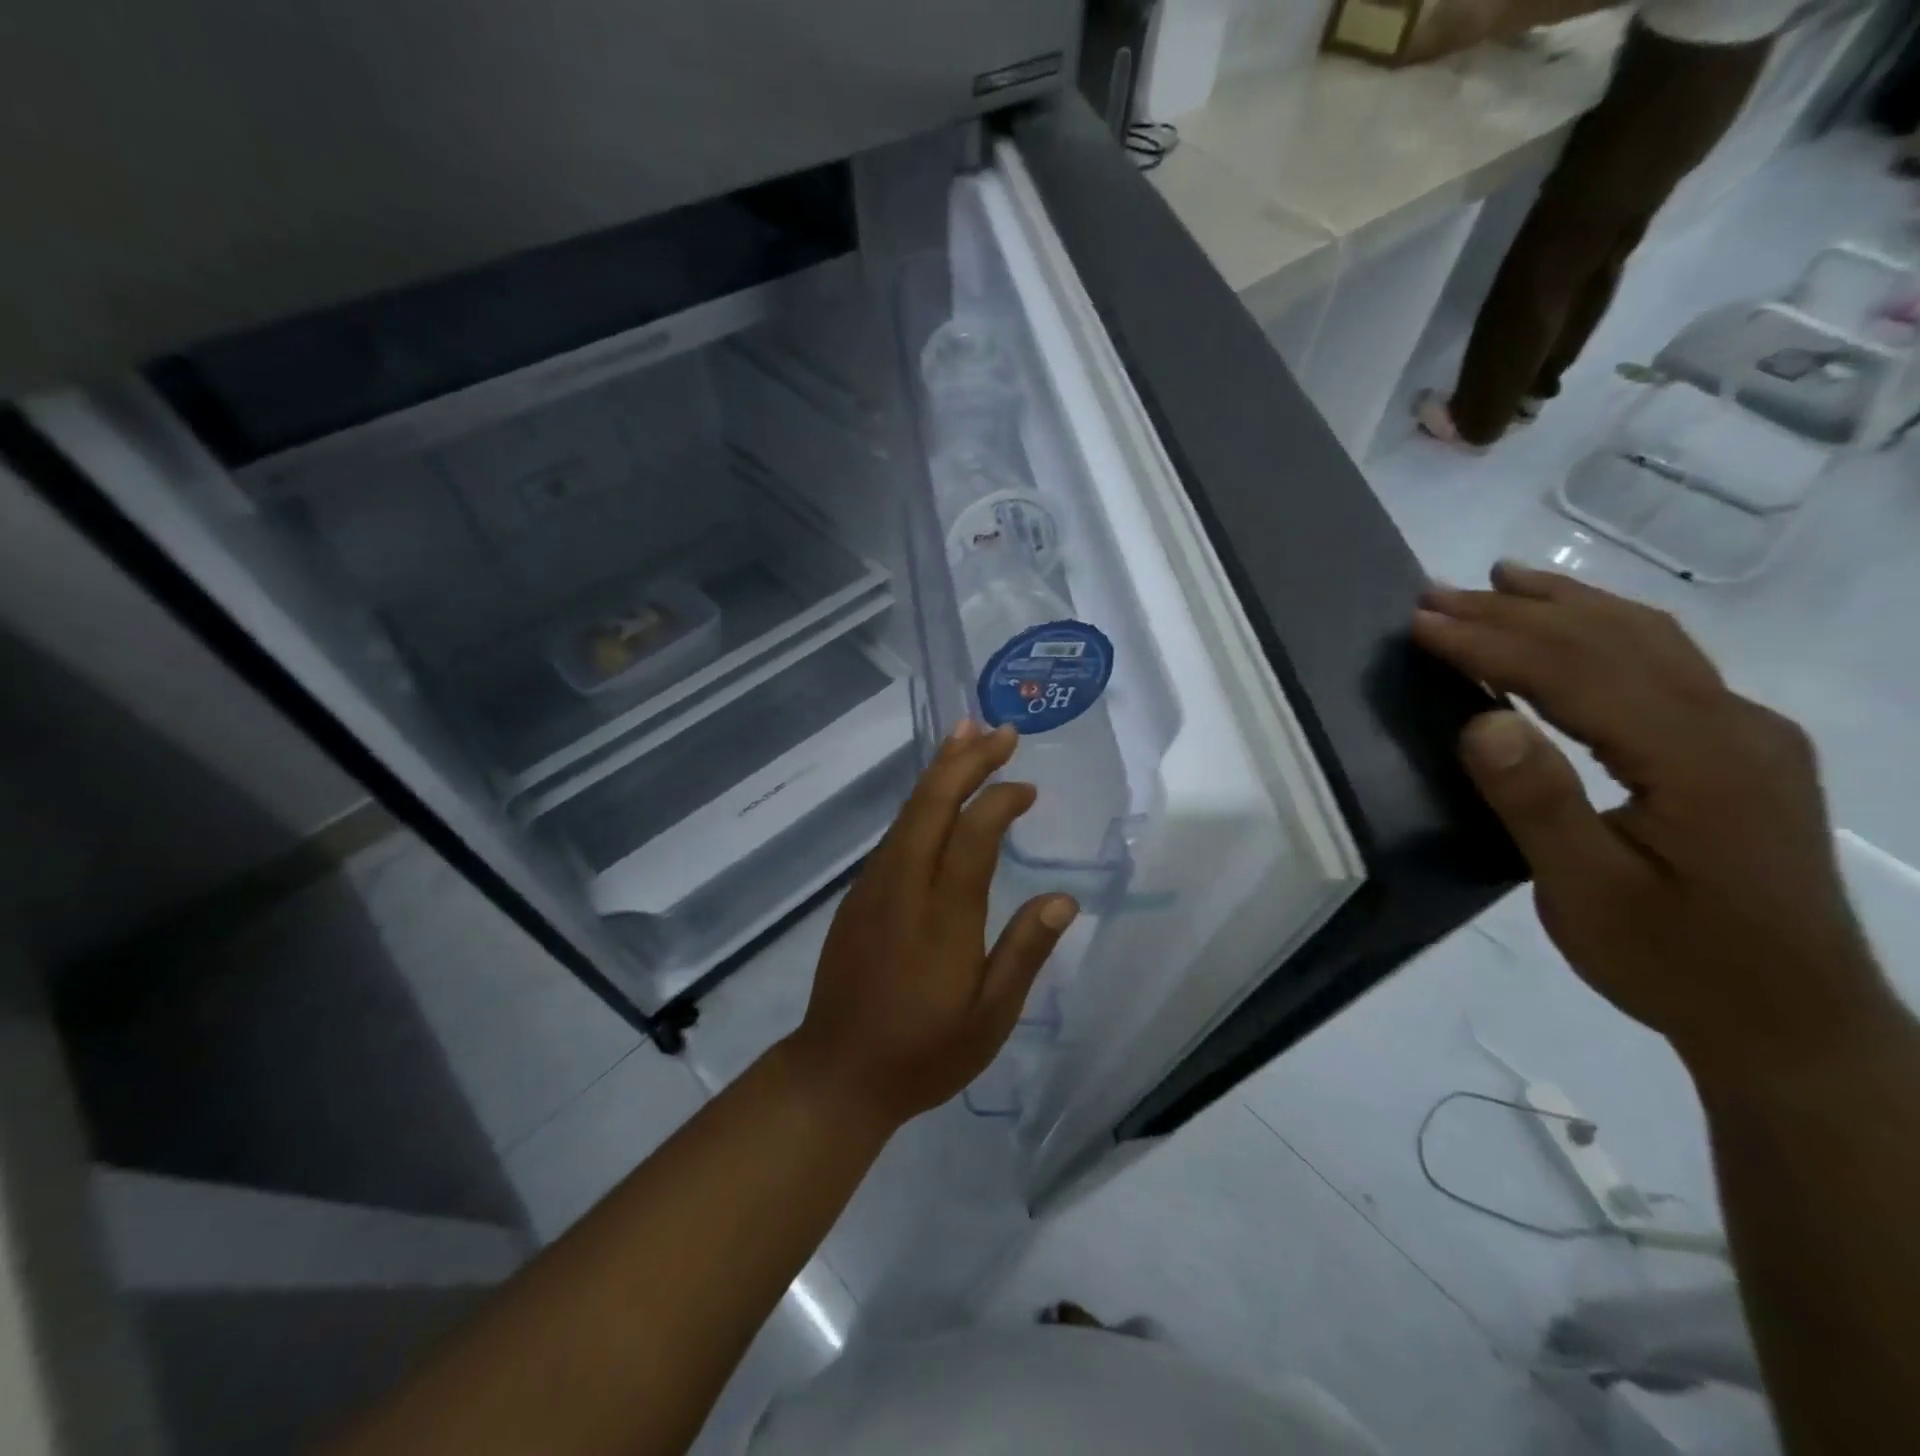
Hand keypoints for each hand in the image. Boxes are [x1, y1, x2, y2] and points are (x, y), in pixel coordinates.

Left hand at [782, 719, 1078, 1131]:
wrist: (837, 1073)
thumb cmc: (923, 1052)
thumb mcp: (990, 1018)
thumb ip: (1024, 953)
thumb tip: (1063, 899)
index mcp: (942, 916)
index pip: (973, 835)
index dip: (1000, 800)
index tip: (1029, 789)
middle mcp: (902, 886)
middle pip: (932, 804)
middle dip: (967, 761)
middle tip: (1000, 731)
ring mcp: (873, 887)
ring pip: (908, 812)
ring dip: (939, 771)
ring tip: (966, 736)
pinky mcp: (859, 895)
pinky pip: (894, 833)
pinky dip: (920, 802)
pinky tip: (935, 795)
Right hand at [1413, 562, 1890, 1084]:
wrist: (1795, 1024)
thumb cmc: (1676, 963)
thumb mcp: (1589, 895)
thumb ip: (1538, 803)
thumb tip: (1480, 720)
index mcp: (1697, 760)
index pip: (1576, 673)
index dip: (1491, 642)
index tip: (1419, 623)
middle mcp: (1734, 726)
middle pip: (1612, 642)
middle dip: (1514, 612)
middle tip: (1434, 594)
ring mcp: (1747, 733)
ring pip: (1649, 640)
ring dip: (1564, 606)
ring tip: (1499, 580)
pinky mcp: (1743, 748)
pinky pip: (1667, 664)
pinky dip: (1605, 630)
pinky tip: (1576, 626)